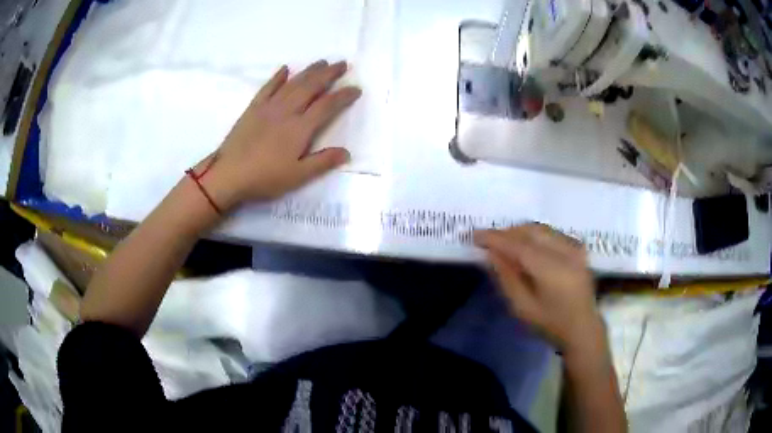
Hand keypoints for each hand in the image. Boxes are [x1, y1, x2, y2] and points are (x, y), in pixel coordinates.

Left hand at [197, 60, 361, 211]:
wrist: (229, 174)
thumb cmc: (265, 178)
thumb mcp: (297, 176)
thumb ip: (323, 162)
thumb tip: (347, 152)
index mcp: (300, 128)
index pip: (327, 106)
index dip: (343, 96)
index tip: (356, 88)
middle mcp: (287, 111)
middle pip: (311, 86)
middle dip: (328, 74)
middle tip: (342, 64)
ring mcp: (268, 107)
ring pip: (293, 83)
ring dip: (309, 71)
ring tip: (322, 62)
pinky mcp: (253, 108)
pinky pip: (268, 87)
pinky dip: (277, 77)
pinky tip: (285, 69)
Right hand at [474, 224, 604, 355]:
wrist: (582, 327)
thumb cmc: (550, 323)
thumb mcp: (522, 307)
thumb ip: (506, 278)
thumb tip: (490, 253)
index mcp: (551, 271)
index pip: (519, 246)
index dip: (495, 238)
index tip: (475, 235)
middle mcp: (565, 253)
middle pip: (530, 231)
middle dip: (507, 233)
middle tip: (488, 241)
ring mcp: (574, 248)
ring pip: (541, 228)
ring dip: (520, 232)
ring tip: (505, 243)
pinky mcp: (578, 248)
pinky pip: (551, 232)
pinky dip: (535, 234)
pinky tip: (526, 245)